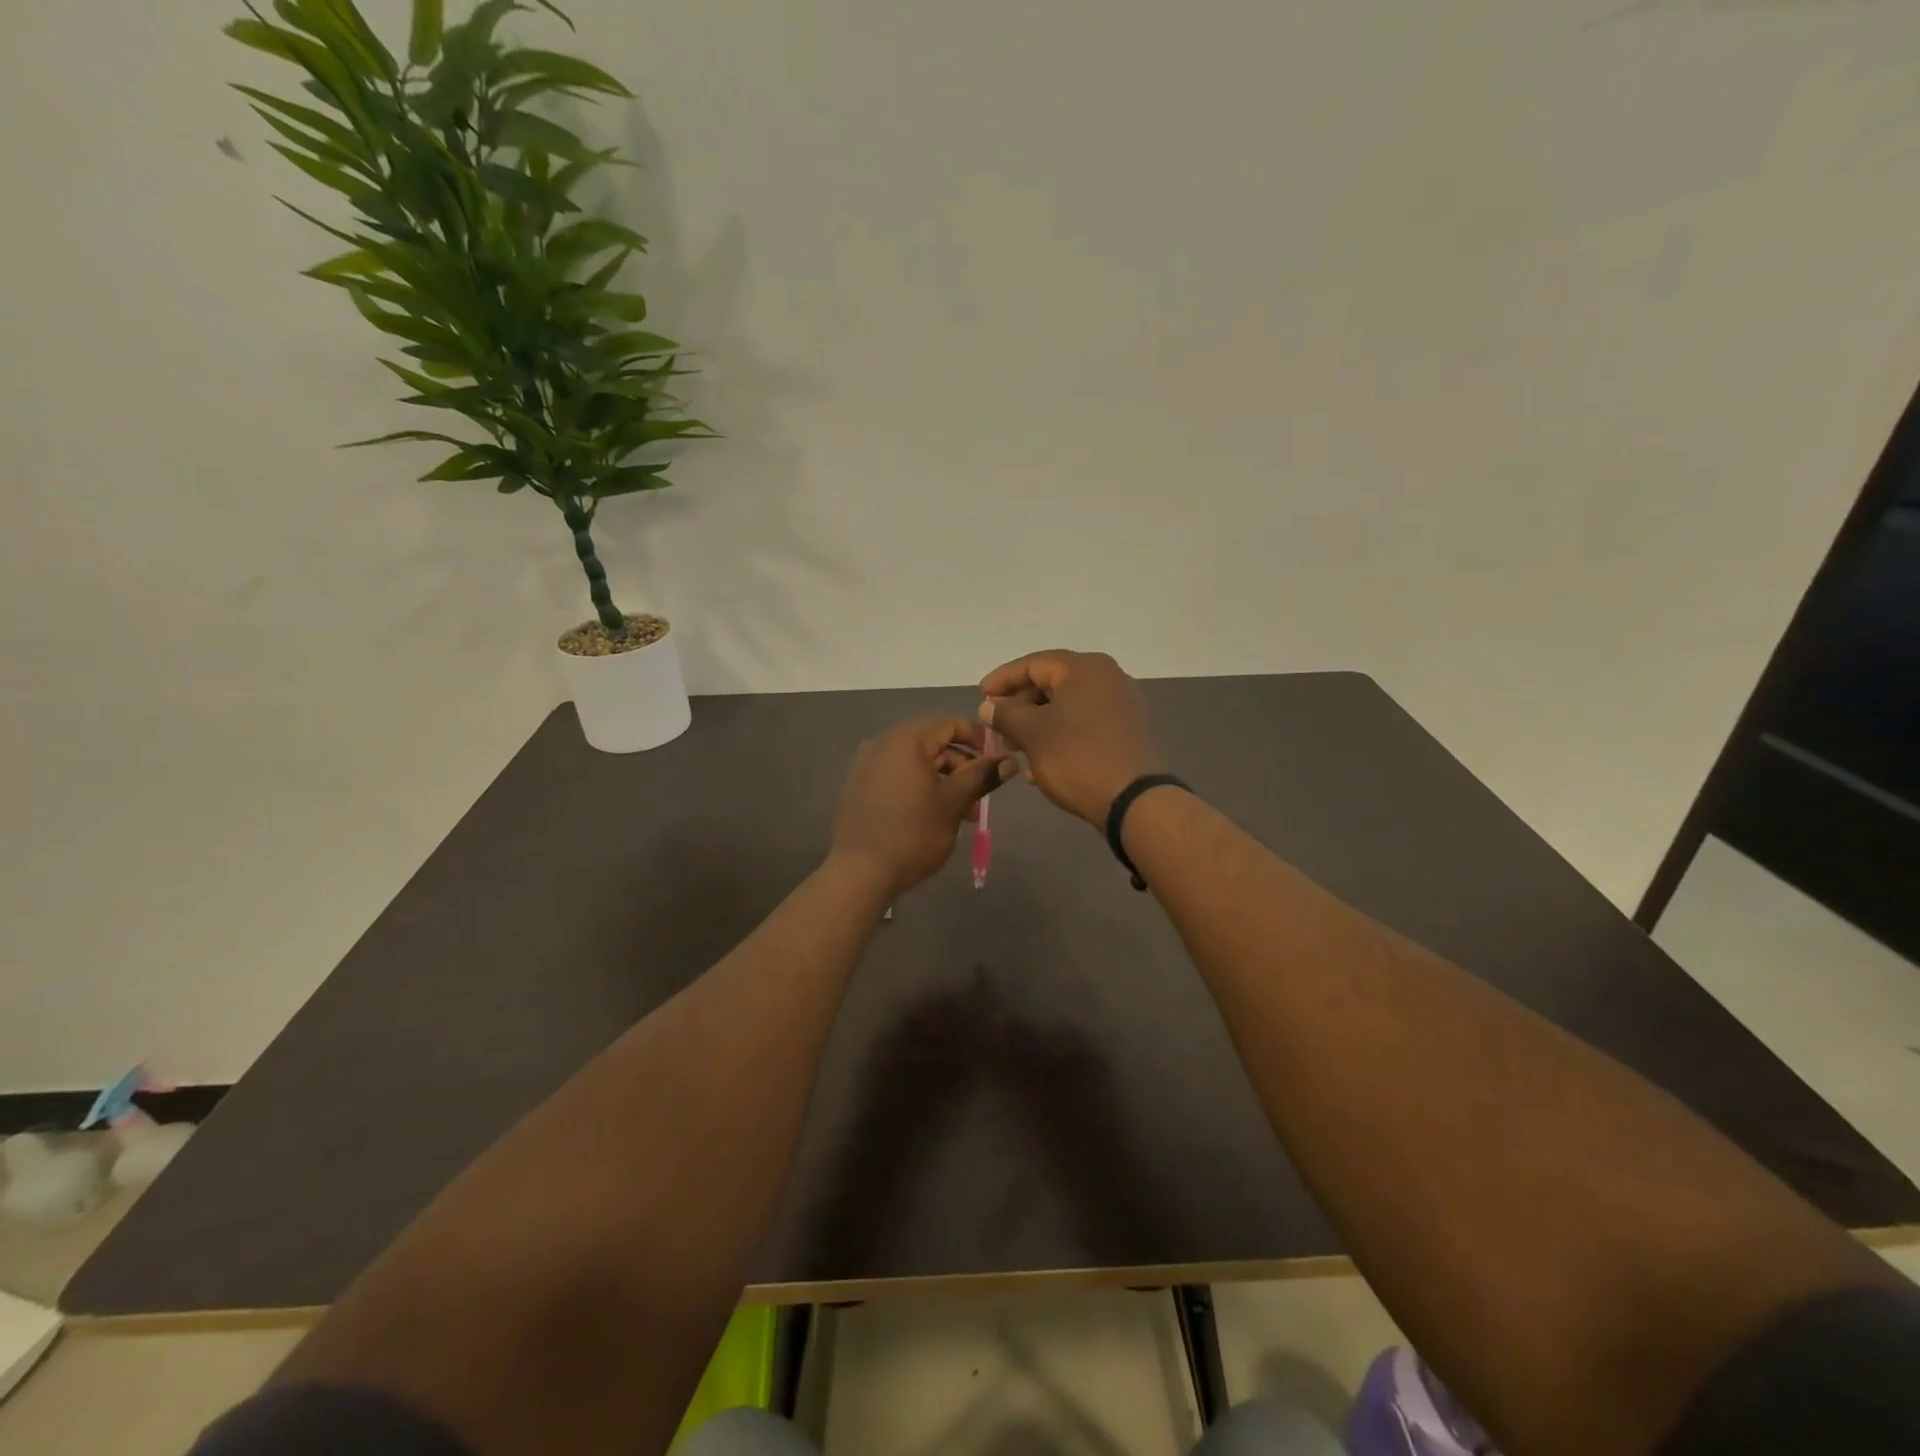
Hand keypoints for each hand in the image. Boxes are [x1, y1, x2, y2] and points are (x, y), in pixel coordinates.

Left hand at [829, 715, 1016, 898]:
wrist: (860, 872)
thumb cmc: (913, 832)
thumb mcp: (954, 802)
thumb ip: (982, 776)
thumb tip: (1010, 760)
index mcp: (906, 740)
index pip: (950, 723)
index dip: (978, 739)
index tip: (996, 762)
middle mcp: (882, 744)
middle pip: (932, 743)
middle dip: (961, 766)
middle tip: (981, 795)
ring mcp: (866, 766)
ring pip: (915, 763)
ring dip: (943, 780)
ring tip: (962, 813)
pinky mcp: (859, 788)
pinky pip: (897, 776)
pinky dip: (919, 787)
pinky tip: (933, 815)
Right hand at [978, 650, 1162, 825]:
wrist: (1134, 800)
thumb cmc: (1078, 758)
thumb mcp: (1033, 734)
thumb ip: (1006, 714)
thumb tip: (988, 706)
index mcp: (1085, 669)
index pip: (1034, 663)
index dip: (1002, 679)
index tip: (980, 696)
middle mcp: (1107, 678)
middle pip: (1052, 683)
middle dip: (1019, 706)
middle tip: (996, 726)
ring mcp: (1121, 706)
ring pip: (1067, 707)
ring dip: (1036, 725)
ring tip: (1013, 748)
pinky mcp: (1126, 733)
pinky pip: (1084, 726)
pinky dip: (1059, 737)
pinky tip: (1038, 765)